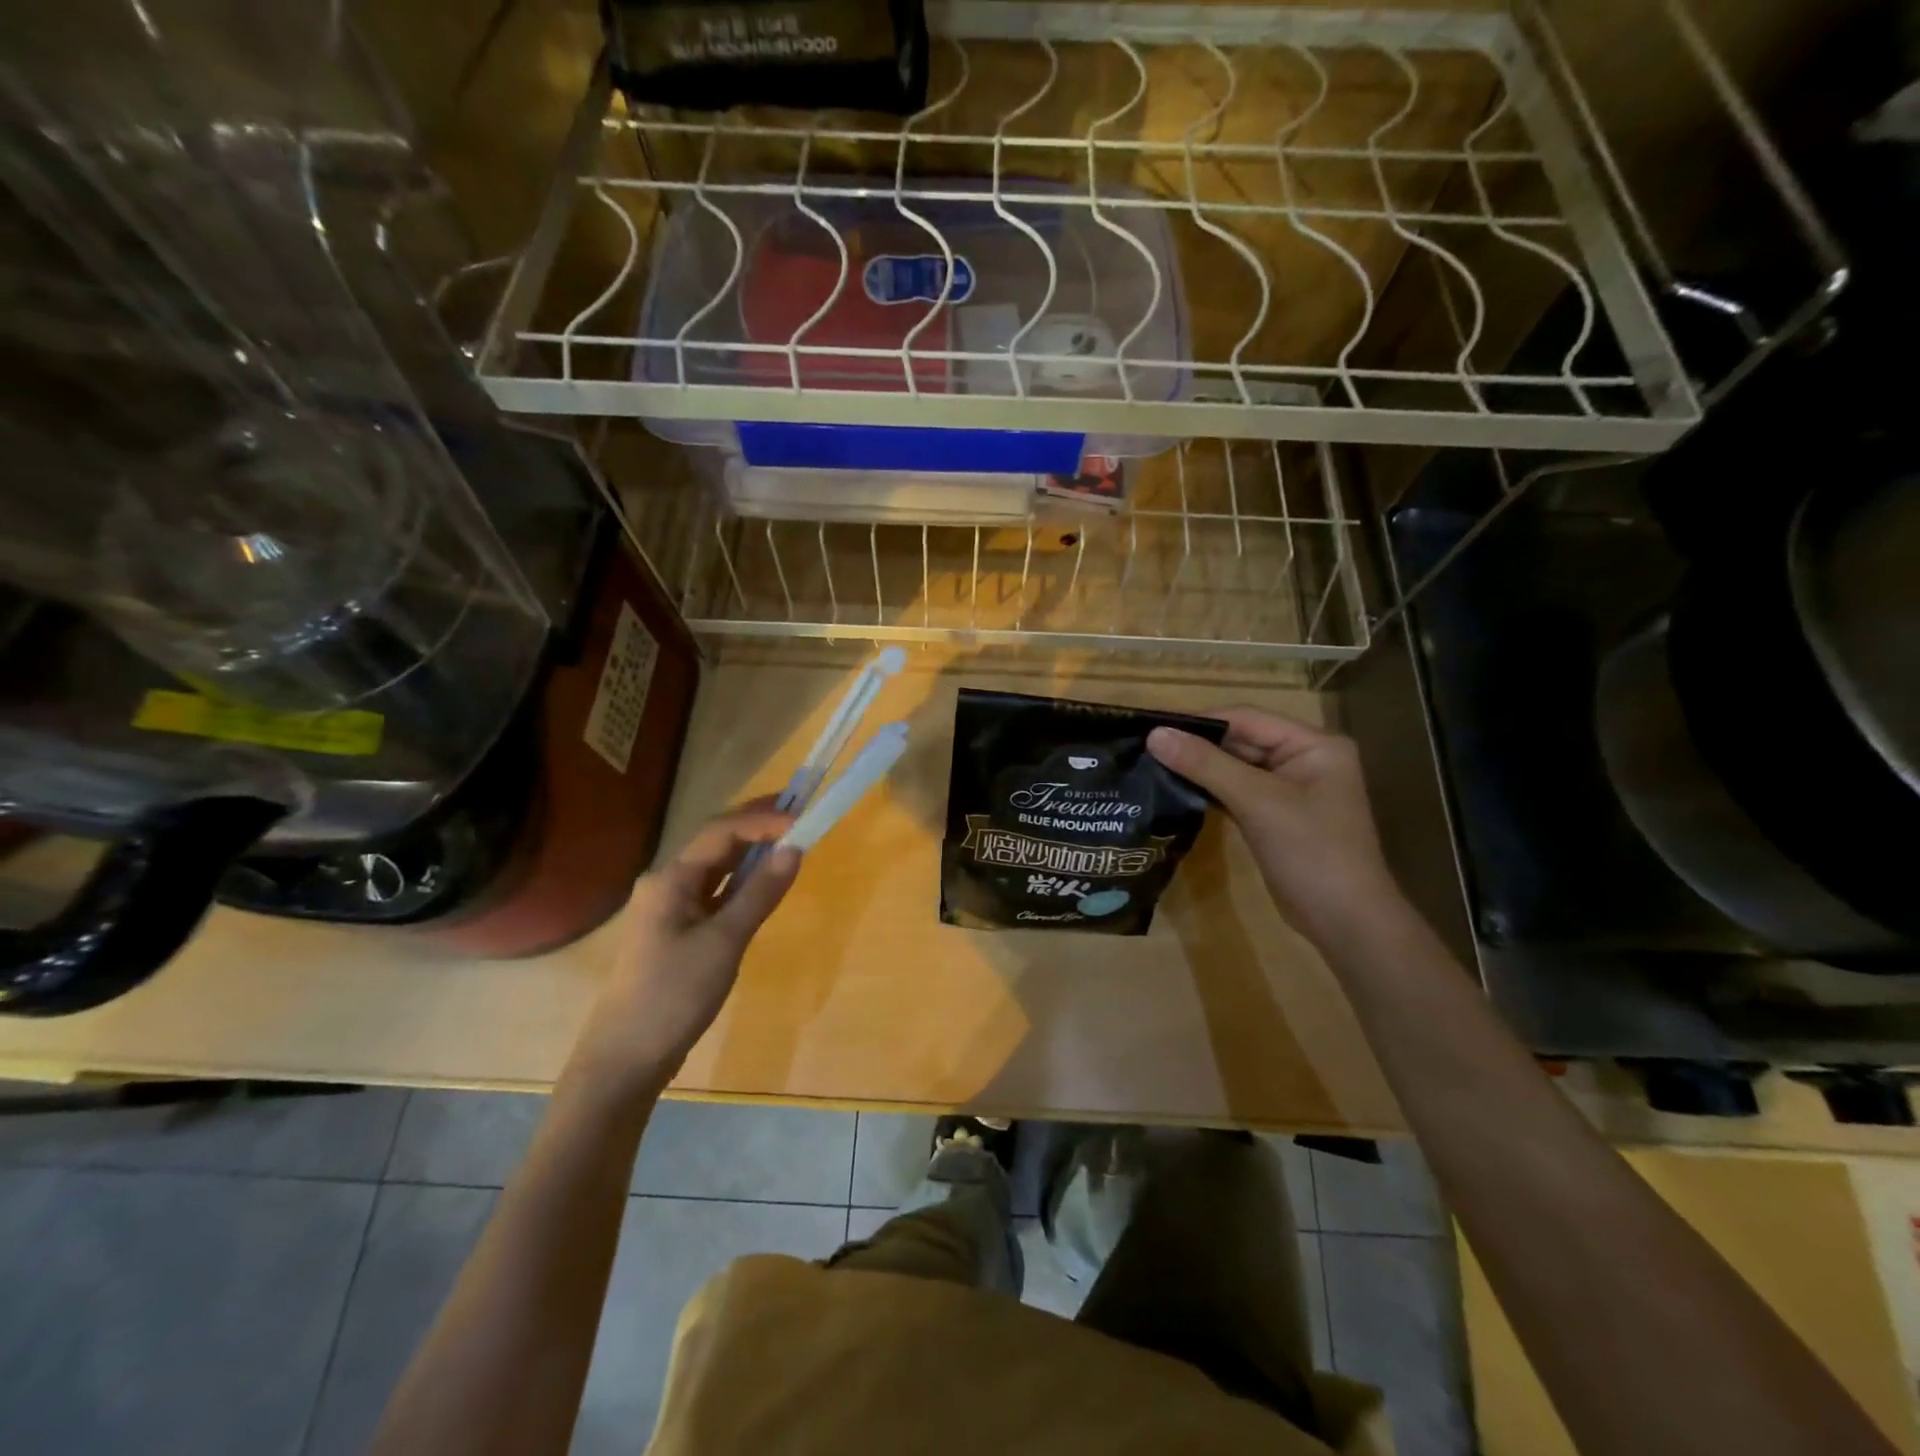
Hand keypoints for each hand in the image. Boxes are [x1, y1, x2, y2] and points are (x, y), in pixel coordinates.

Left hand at [569, 807, 800, 1100]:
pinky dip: (742, 883)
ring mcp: (670, 908)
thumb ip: (760, 893)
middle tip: (797, 812)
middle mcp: (667, 884)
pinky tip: (763, 883)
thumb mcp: (724, 942)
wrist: (625, 1058)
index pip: (721, 832)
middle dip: (756, 825)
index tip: (801, 819)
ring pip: (716, 868)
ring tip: (788, 840)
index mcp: (671, 879)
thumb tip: (794, 849)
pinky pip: (715, 893)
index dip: (763, 820)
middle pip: (716, 843)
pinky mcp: (677, 932)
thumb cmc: (674, 995)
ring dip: (751, 853)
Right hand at [1148, 707, 1401, 944]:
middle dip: (1197, 746)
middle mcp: (1304, 759)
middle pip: (1241, 741)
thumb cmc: (1310, 851)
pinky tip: (1176, 791)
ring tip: (1151, 766)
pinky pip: (1237, 792)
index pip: (1247, 718)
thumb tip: (1154, 734)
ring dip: (1199, 769)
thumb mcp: (1257, 801)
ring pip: (1235, 768)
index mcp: (1313, 744)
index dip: (1200, 721)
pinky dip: (1210, 791)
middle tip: (1145, 748)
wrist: (1345, 922)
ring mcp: (1290, 790)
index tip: (1153, 728)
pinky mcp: (1275, 816)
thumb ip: (1205, 764)